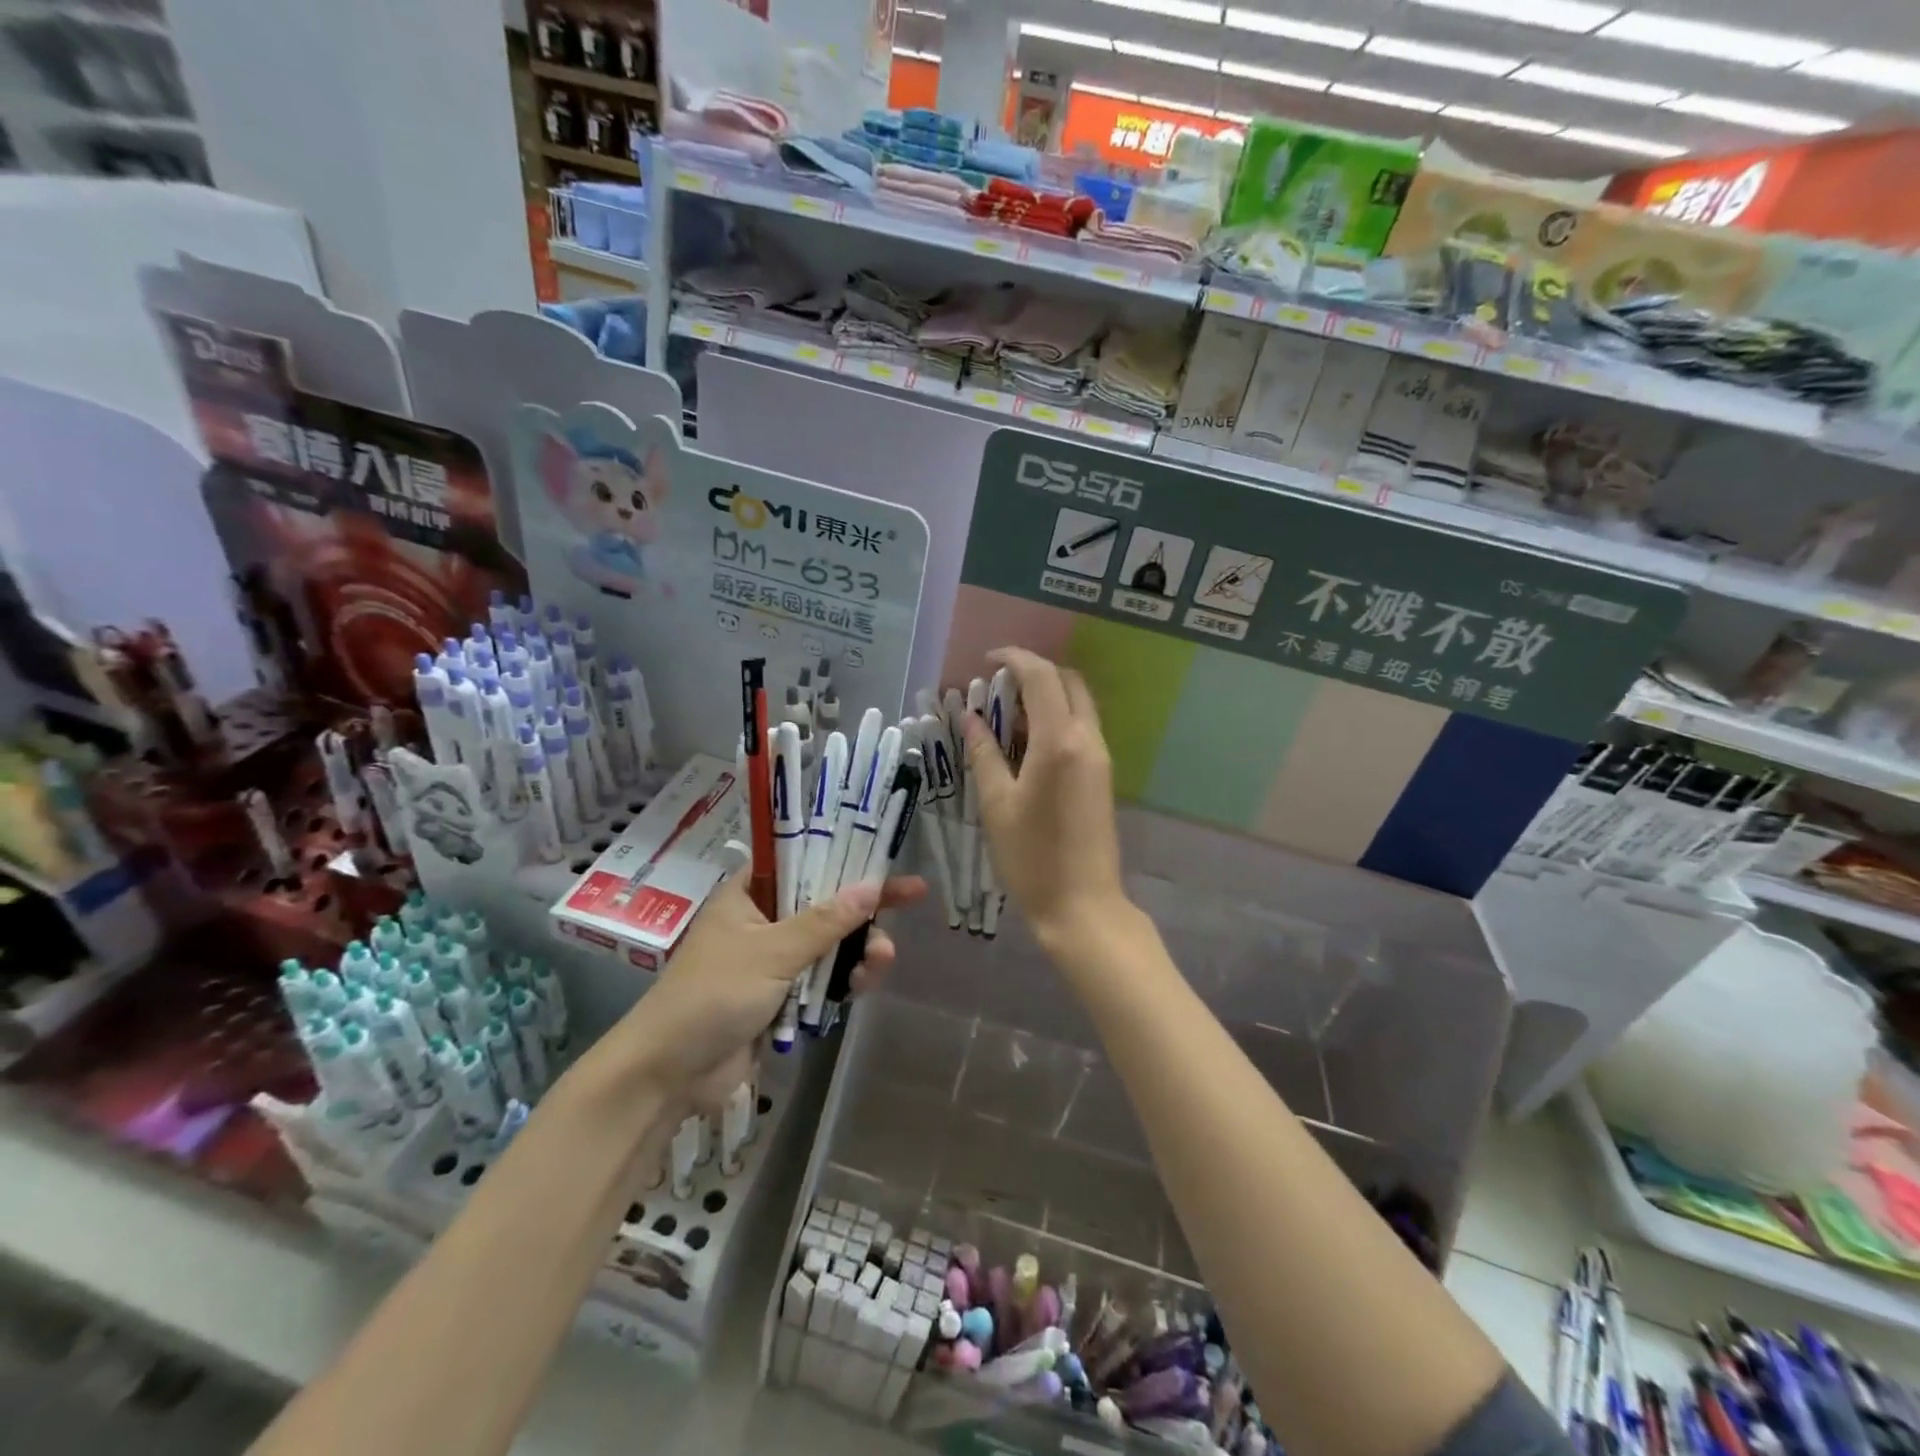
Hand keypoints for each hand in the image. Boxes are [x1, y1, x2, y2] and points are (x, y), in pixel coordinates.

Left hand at [608, 869, 925, 1090]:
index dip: (844, 855)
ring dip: (860, 949)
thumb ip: (825, 921)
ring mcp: (774, 962)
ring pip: (831, 944)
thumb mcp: (772, 951)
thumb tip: (872, 885)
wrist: (670, 1074)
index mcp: (750, 894)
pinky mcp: (783, 998)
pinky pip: (824, 980)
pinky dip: (846, 980)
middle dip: (865, 908)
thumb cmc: (714, 995)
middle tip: (910, 900)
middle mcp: (764, 921)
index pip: (803, 859)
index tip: (885, 855)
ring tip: (882, 959)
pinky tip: (863, 986)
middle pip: (826, 903)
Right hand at [961, 647, 1126, 948]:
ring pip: (1077, 705)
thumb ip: (984, 753)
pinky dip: (1055, 720)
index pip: (1041, 676)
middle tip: (997, 687)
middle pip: (1068, 682)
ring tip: (1005, 715)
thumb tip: (970, 718)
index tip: (987, 661)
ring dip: (1046, 696)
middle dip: (1034, 673)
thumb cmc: (1032, 857)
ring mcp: (1100, 758)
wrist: (1083, 906)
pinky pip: (1080, 729)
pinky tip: (1026, 743)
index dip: (1014, 658)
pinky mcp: (1102, 776)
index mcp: (1059, 741)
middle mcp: (1087, 739)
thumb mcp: (997, 804)